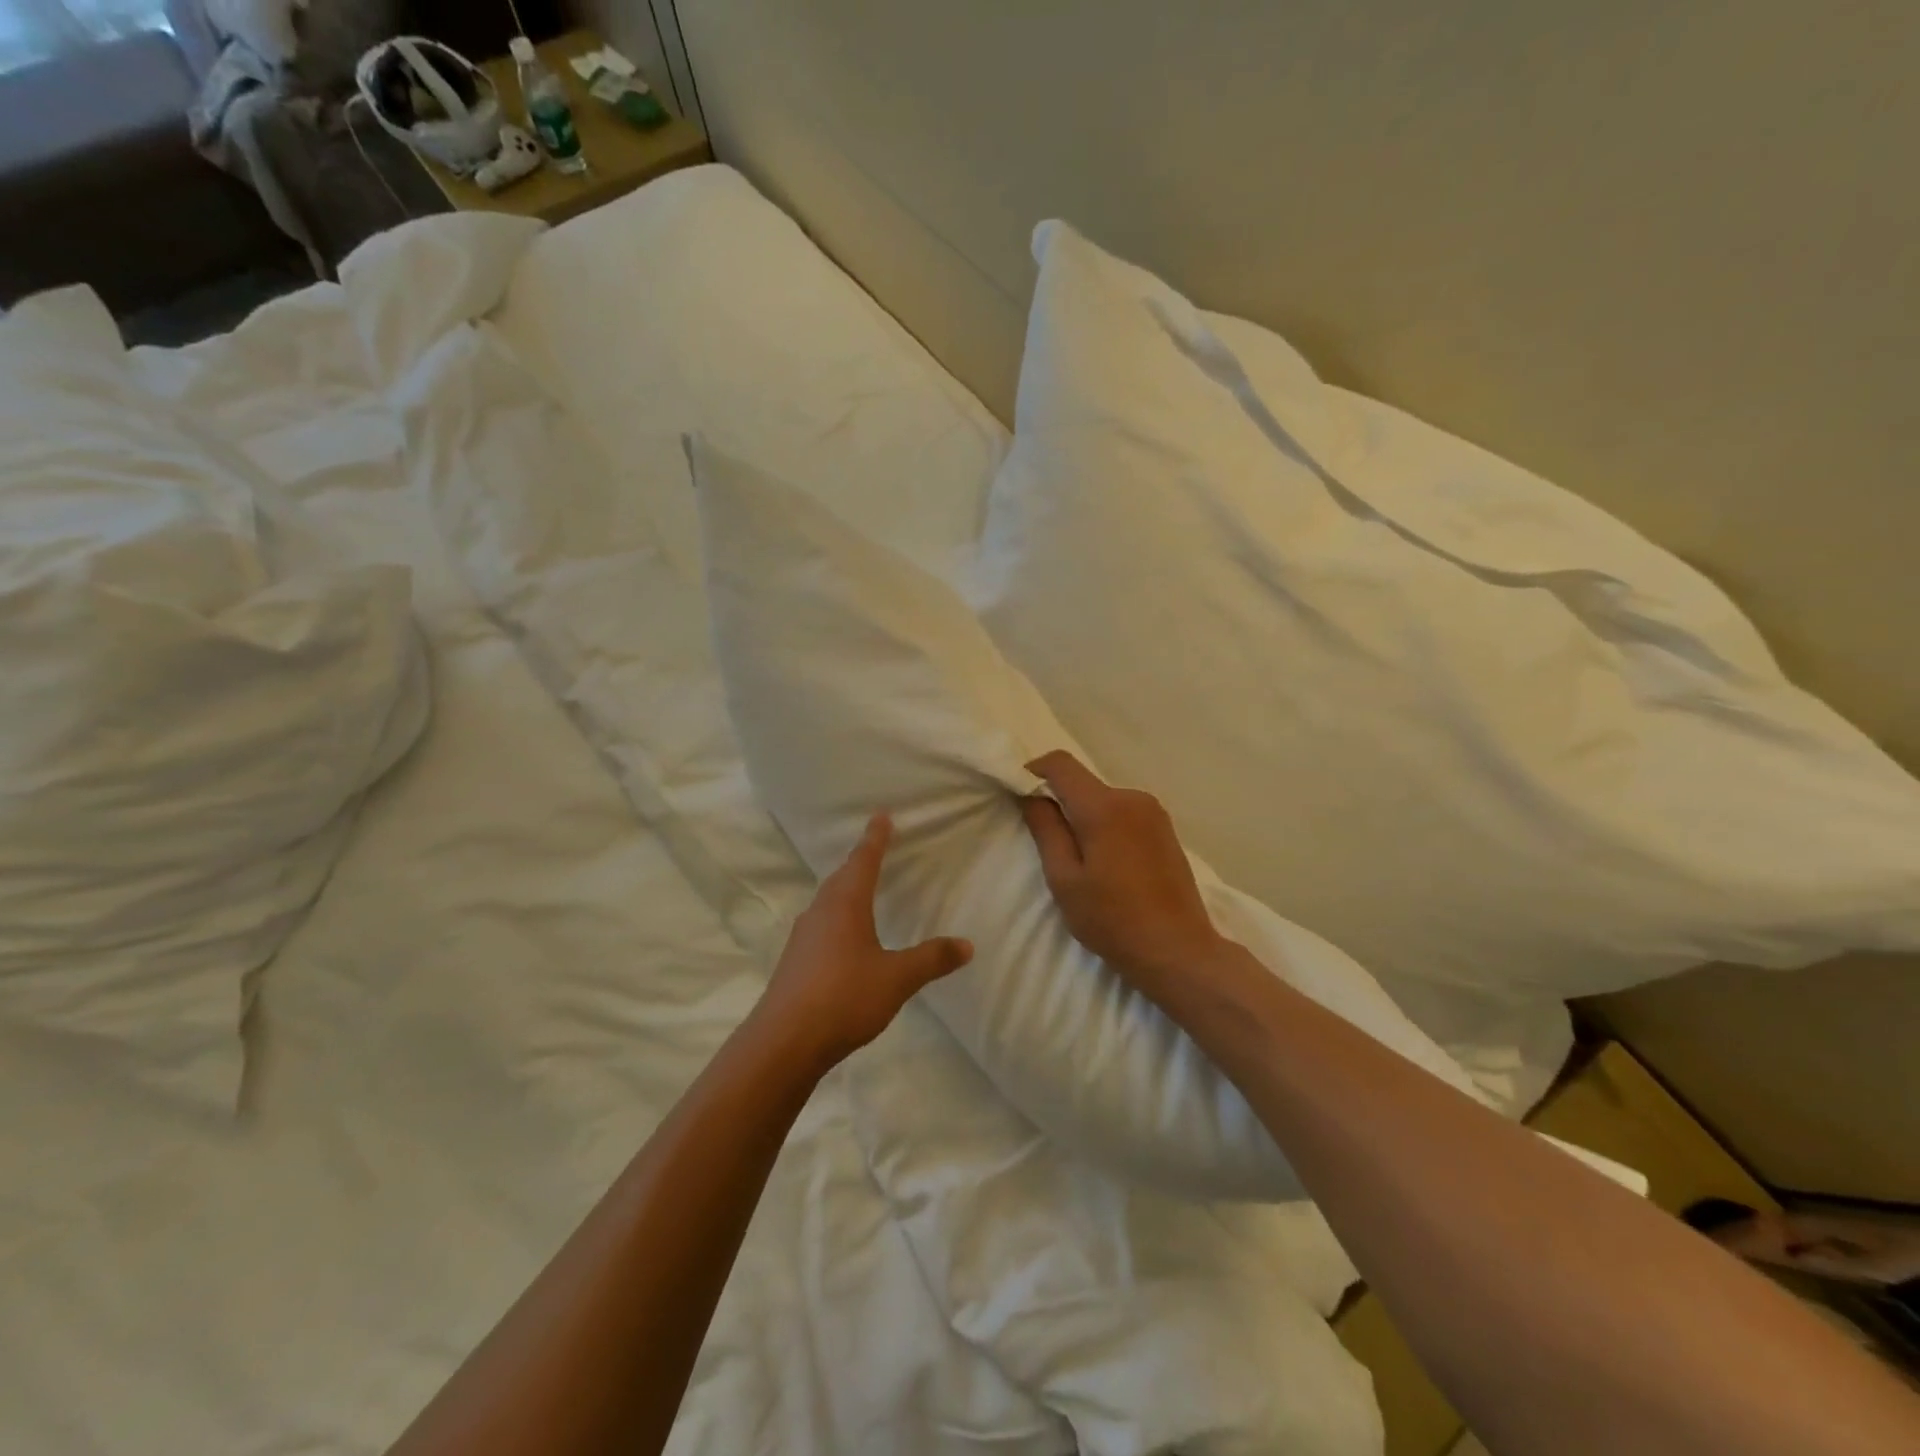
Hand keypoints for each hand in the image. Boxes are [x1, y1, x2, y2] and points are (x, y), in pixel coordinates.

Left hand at [752, 813, 973, 1072]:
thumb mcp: (897, 979)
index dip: (875, 838)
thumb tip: (967, 944)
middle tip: (874, 848)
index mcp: (845, 905)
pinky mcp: (795, 961)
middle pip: (841, 877)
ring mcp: (803, 937)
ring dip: (845, 888)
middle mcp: (821, 912)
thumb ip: (931, 959)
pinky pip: (820, 924)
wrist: (784, 1042)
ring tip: (860, 888)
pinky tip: (843, 936)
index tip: (880, 816)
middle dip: (859, 861)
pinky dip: (836, 916)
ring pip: (828, 901)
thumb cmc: (844, 998)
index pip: (863, 861)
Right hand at [1021, 751, 1227, 990]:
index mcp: (1104, 807)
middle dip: (1060, 803)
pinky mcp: (1166, 830)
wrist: (1178, 951)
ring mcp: (1154, 813)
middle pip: (1083, 783)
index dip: (1034, 771)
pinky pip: (1124, 814)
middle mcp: (1133, 798)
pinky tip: (1109, 866)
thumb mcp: (1064, 880)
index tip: (1020, 796)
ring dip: (1085, 818)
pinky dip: (1107, 827)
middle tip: (1048, 845)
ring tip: (1082, 862)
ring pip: (1104, 800)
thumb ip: (1046, 830)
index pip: (1061, 764)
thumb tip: (1031, 796)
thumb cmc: (1112, 919)